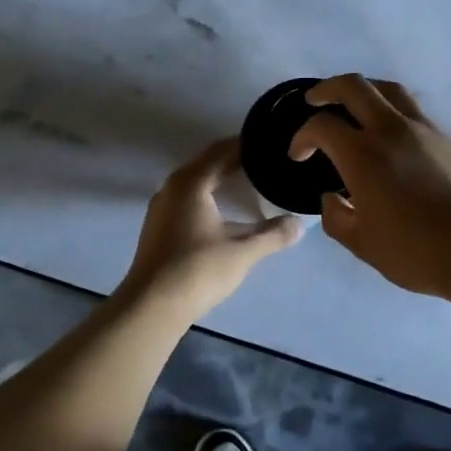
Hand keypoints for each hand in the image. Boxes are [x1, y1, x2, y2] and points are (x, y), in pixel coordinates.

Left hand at [121, 138, 302, 318]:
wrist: (151, 306)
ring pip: (196, 182)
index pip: (222, 151)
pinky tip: (224, 210)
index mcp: (191, 182)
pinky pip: (188, 198)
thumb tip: (299, 224)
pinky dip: (208, 195)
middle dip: (236, 160)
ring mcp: (162, 207)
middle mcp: (172, 187)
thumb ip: (273, 235)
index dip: (247, 145)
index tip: (270, 144)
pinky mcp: (159, 227)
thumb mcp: (243, 252)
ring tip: (249, 181)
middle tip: (266, 160)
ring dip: (220, 178)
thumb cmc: (197, 270)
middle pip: (208, 163)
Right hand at [289, 74, 450, 299]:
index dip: (302, 136)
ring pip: (389, 90)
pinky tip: (393, 136)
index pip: (322, 126)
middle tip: (315, 100)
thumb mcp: (363, 244)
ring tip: (354, 106)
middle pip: (354, 86)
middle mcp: (392, 130)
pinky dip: (393, 112)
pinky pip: (414, 111)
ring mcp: (425, 130)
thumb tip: (331, 198)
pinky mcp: (449, 138)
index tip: (299, 155)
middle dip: (327, 89)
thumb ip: (336, 217)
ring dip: (364, 91)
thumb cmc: (417, 252)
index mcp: (363, 155)